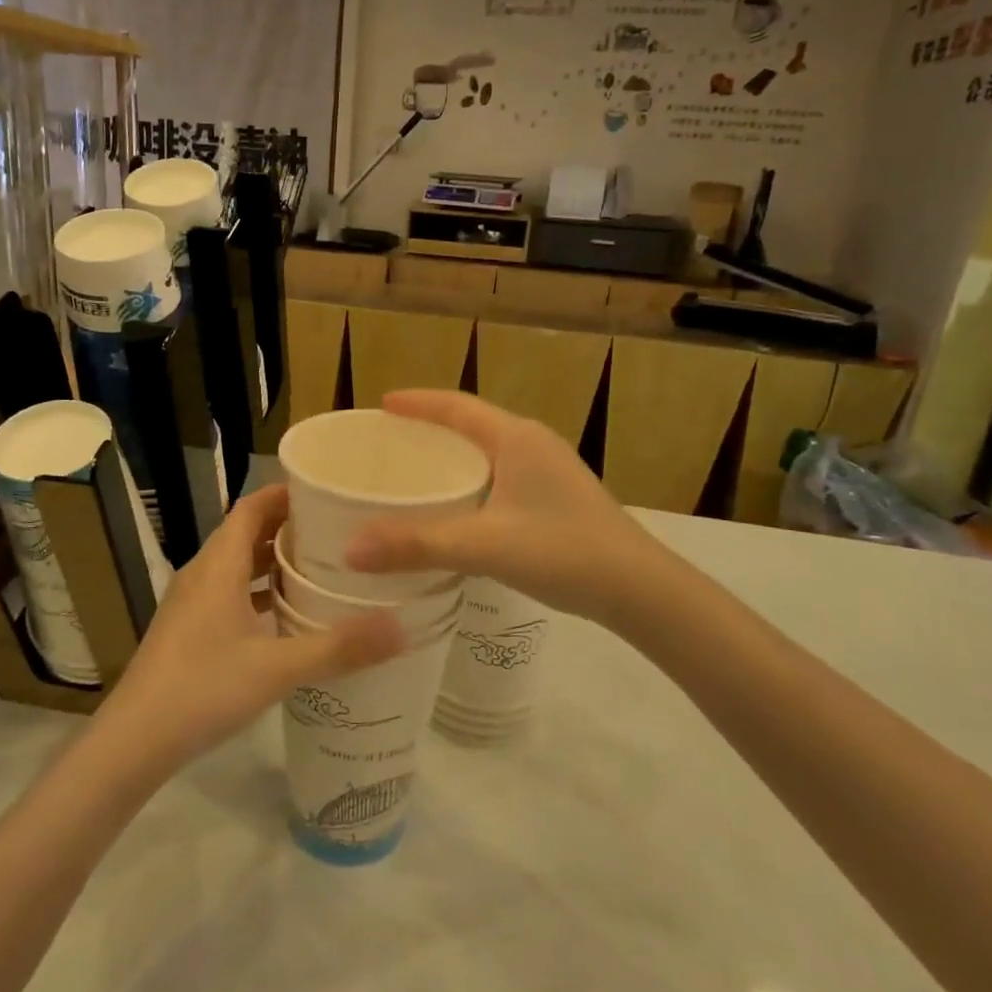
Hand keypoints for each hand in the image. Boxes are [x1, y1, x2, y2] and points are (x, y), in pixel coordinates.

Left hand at [95, 484, 405, 771]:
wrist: (134, 741)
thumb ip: (339, 648)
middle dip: (288, 527)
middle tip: (337, 531)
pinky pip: (229, 592)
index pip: (252, 507)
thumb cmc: (203, 689)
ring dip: (273, 561)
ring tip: (320, 568)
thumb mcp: (278, 668)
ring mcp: (191, 602)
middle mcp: (202, 573)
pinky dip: (258, 591)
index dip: (286, 494)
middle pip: (246, 532)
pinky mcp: (189, 628)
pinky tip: (286, 615)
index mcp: (218, 565)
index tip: (327, 492)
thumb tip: (401, 627)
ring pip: (237, 565)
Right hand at [345, 391, 655, 625]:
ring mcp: (550, 470)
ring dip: (453, 456)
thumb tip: (350, 549)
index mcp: (516, 438)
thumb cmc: (563, 551)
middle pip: (472, 424)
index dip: (417, 402)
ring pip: (489, 451)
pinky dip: (471, 480)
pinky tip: (458, 509)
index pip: (456, 406)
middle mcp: (533, 444)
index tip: (382, 405)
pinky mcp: (557, 497)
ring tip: (416, 472)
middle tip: (390, 442)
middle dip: (430, 428)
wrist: (640, 589)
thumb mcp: (484, 546)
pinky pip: (501, 474)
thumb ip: (417, 545)